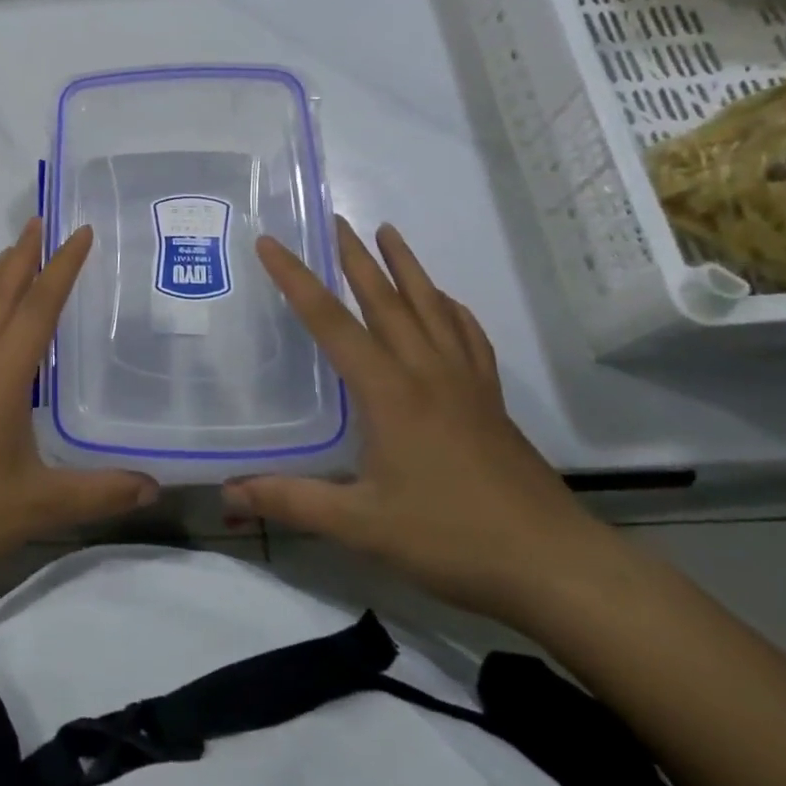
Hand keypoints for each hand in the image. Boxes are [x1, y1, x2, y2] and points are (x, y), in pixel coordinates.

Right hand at [221, 218, 608, 624]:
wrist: (556, 565)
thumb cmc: (452, 538)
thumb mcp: (361, 525)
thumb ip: (292, 502)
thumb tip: (229, 491)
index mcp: (389, 391)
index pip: (330, 322)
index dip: (295, 279)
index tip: (270, 243)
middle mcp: (426, 372)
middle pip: (386, 300)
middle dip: (356, 257)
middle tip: (336, 220)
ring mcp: (465, 384)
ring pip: (432, 308)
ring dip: (407, 268)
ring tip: (390, 234)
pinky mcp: (491, 402)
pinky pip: (469, 338)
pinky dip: (453, 310)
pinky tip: (448, 304)